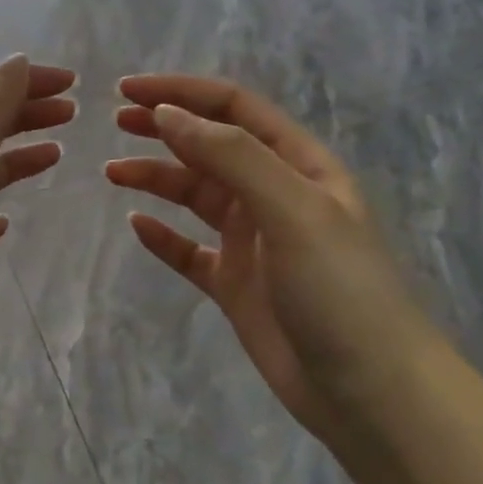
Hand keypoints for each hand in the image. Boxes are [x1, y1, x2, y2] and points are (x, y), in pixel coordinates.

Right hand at [107, 73, 439, 439]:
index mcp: (299, 166)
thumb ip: (231, 156)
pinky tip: (137, 225)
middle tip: (116, 121)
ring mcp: (253, 242)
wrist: (369, 392)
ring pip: (196, 195)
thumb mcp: (291, 209)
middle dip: (166, 127)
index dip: (183, 93)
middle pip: (211, 146)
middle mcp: (274, 195)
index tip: (129, 91)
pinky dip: (163, 236)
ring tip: (113, 172)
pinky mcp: (235, 285)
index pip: (235, 110)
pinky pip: (189, 251)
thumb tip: (168, 114)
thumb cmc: (338, 289)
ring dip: (156, 178)